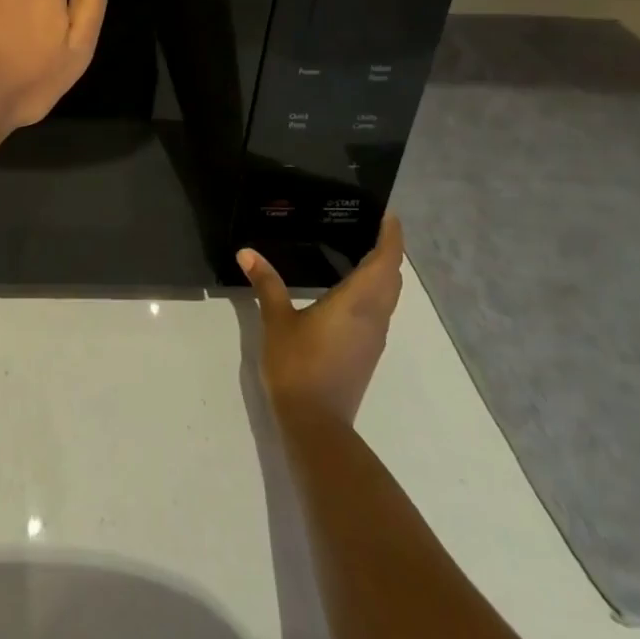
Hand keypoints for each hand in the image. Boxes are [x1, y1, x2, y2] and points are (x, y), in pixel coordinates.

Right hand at [240, 214, 405, 427]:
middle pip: (392, 277)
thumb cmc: (298, 366)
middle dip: (388, 251)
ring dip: (382, 272)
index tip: (388, 214)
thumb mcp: (277, 320)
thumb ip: (266, 284)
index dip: (391, 236)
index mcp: (357, 302)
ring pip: (388, 296)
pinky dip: (373, 291)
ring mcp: (374, 337)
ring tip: (359, 250)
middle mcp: (374, 316)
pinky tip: (348, 290)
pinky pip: (379, 310)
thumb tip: (247, 252)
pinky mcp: (367, 352)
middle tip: (370, 226)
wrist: (316, 424)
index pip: (385, 260)